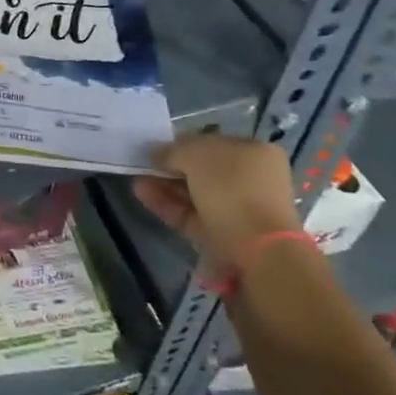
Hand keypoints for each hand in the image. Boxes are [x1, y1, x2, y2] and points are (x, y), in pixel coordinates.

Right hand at [134, 132, 298, 274]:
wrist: (258, 252)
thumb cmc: (232, 189)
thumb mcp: (196, 155)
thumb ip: (172, 150)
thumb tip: (155, 153)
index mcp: (255, 153)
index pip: (213, 143)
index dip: (183, 142)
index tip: (156, 148)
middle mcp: (252, 180)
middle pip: (203, 170)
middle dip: (171, 167)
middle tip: (143, 165)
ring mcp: (239, 211)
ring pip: (195, 194)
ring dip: (165, 186)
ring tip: (137, 181)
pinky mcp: (224, 237)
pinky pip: (192, 216)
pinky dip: (169, 205)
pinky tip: (143, 195)